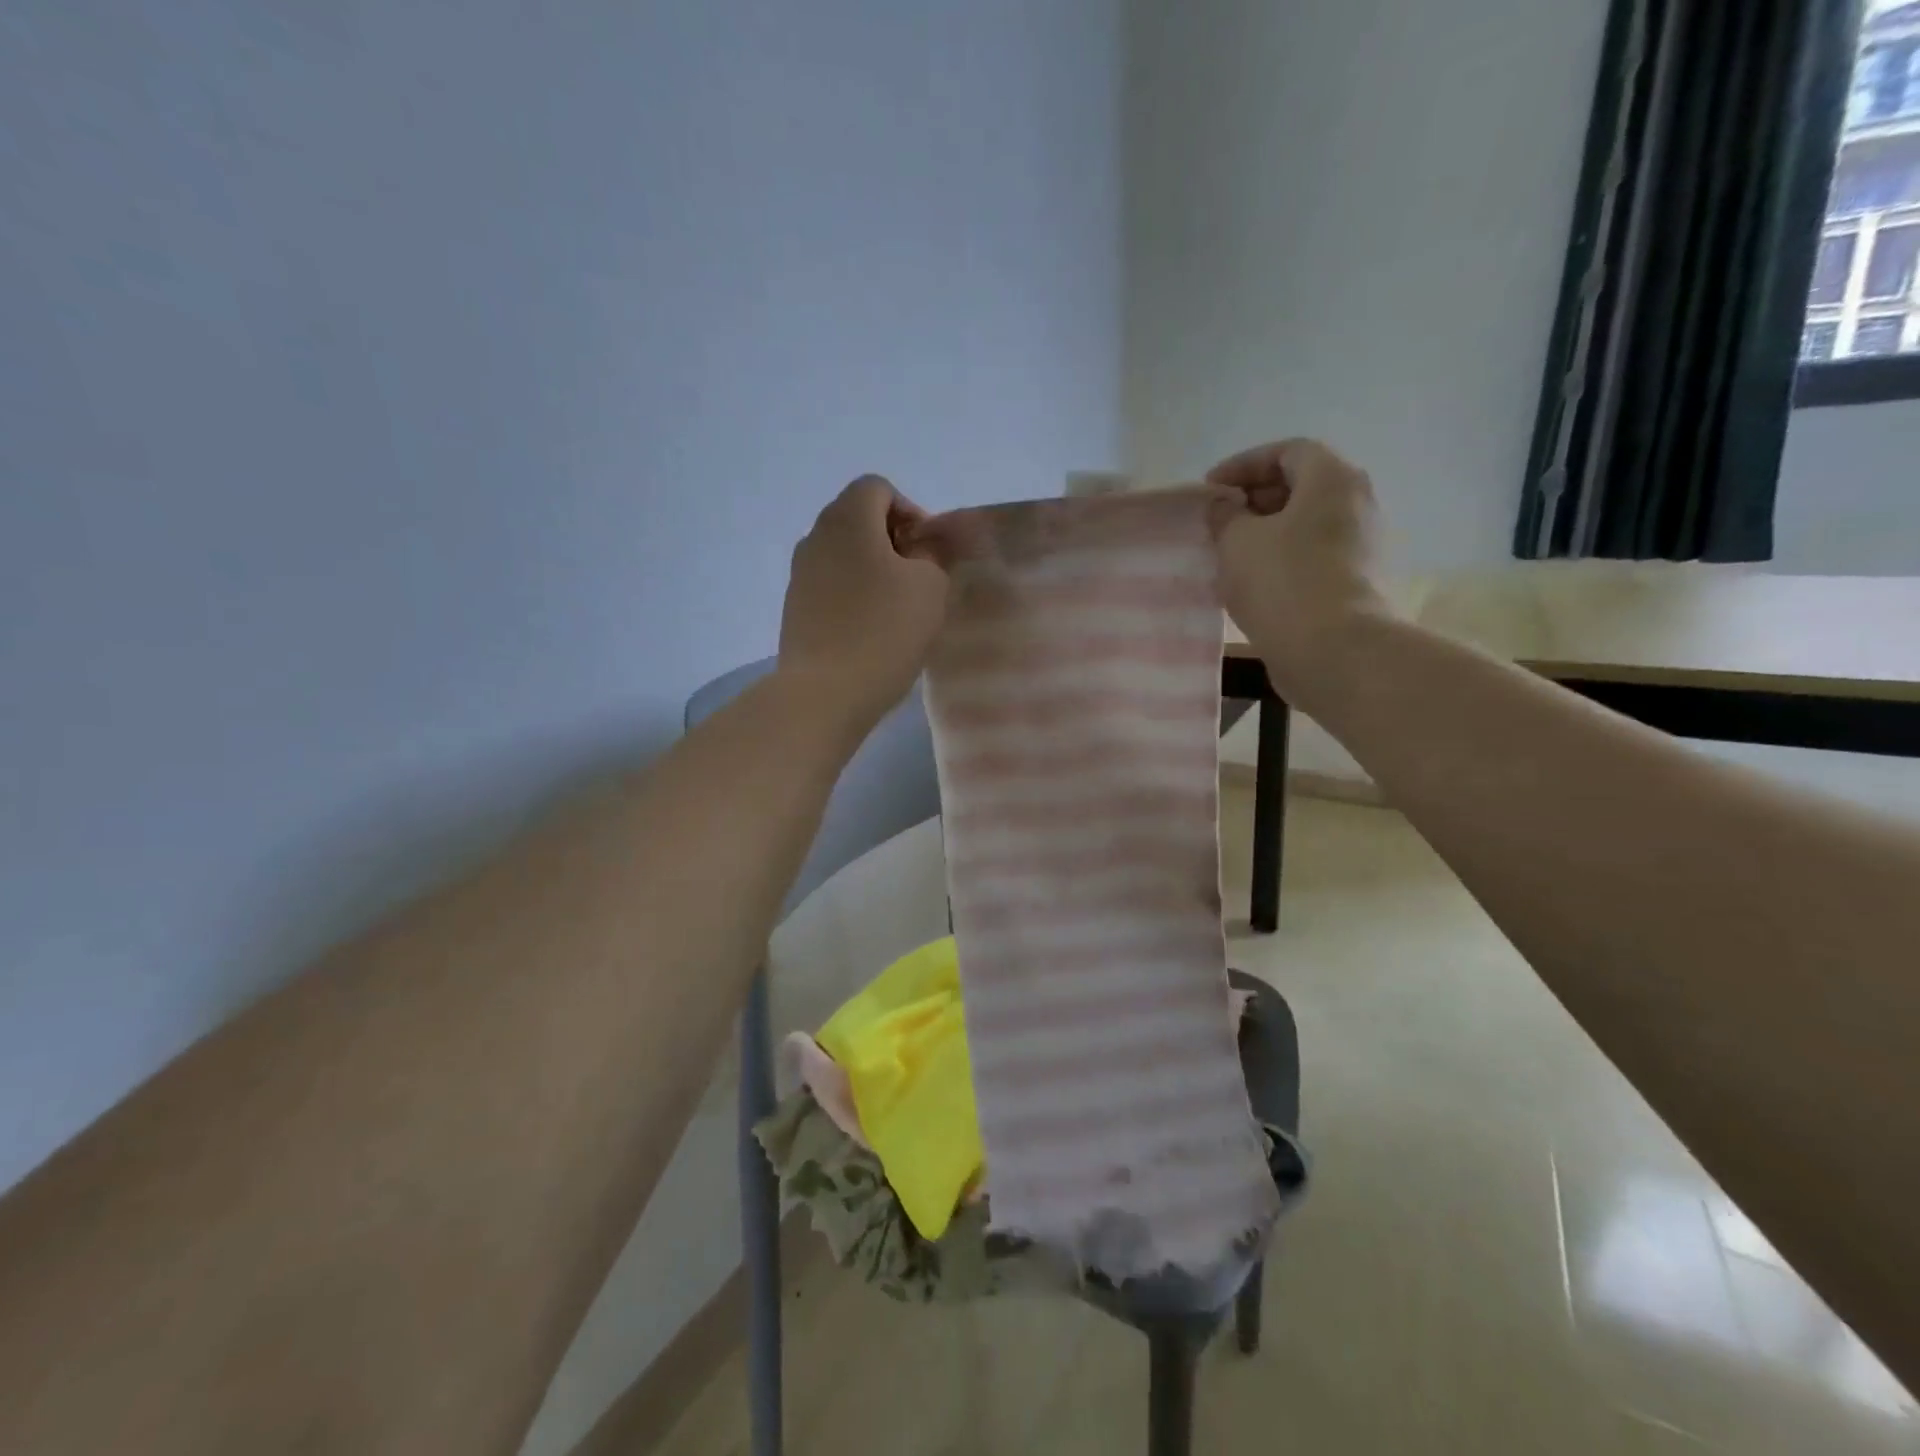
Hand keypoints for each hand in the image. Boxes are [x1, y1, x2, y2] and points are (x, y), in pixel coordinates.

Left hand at [779, 475, 950, 726]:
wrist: (826, 692)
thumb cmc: (884, 630)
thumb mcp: (930, 587)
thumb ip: (932, 554)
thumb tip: (920, 547)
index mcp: (847, 519)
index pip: (877, 488)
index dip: (909, 510)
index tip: (927, 551)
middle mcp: (815, 537)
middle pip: (857, 518)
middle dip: (891, 539)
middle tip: (917, 577)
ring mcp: (799, 574)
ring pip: (842, 554)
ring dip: (871, 569)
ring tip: (896, 607)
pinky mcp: (794, 608)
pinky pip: (830, 585)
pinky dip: (852, 594)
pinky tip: (870, 629)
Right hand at [1207, 439, 1391, 697]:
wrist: (1336, 651)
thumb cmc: (1283, 582)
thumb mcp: (1237, 541)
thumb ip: (1225, 515)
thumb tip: (1224, 506)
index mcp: (1332, 480)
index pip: (1287, 451)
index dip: (1243, 465)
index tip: (1210, 490)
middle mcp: (1358, 504)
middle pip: (1302, 487)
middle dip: (1255, 501)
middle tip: (1218, 524)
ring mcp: (1365, 546)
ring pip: (1307, 527)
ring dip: (1267, 536)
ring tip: (1230, 558)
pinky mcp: (1360, 584)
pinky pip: (1315, 558)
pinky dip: (1284, 562)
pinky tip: (1255, 586)